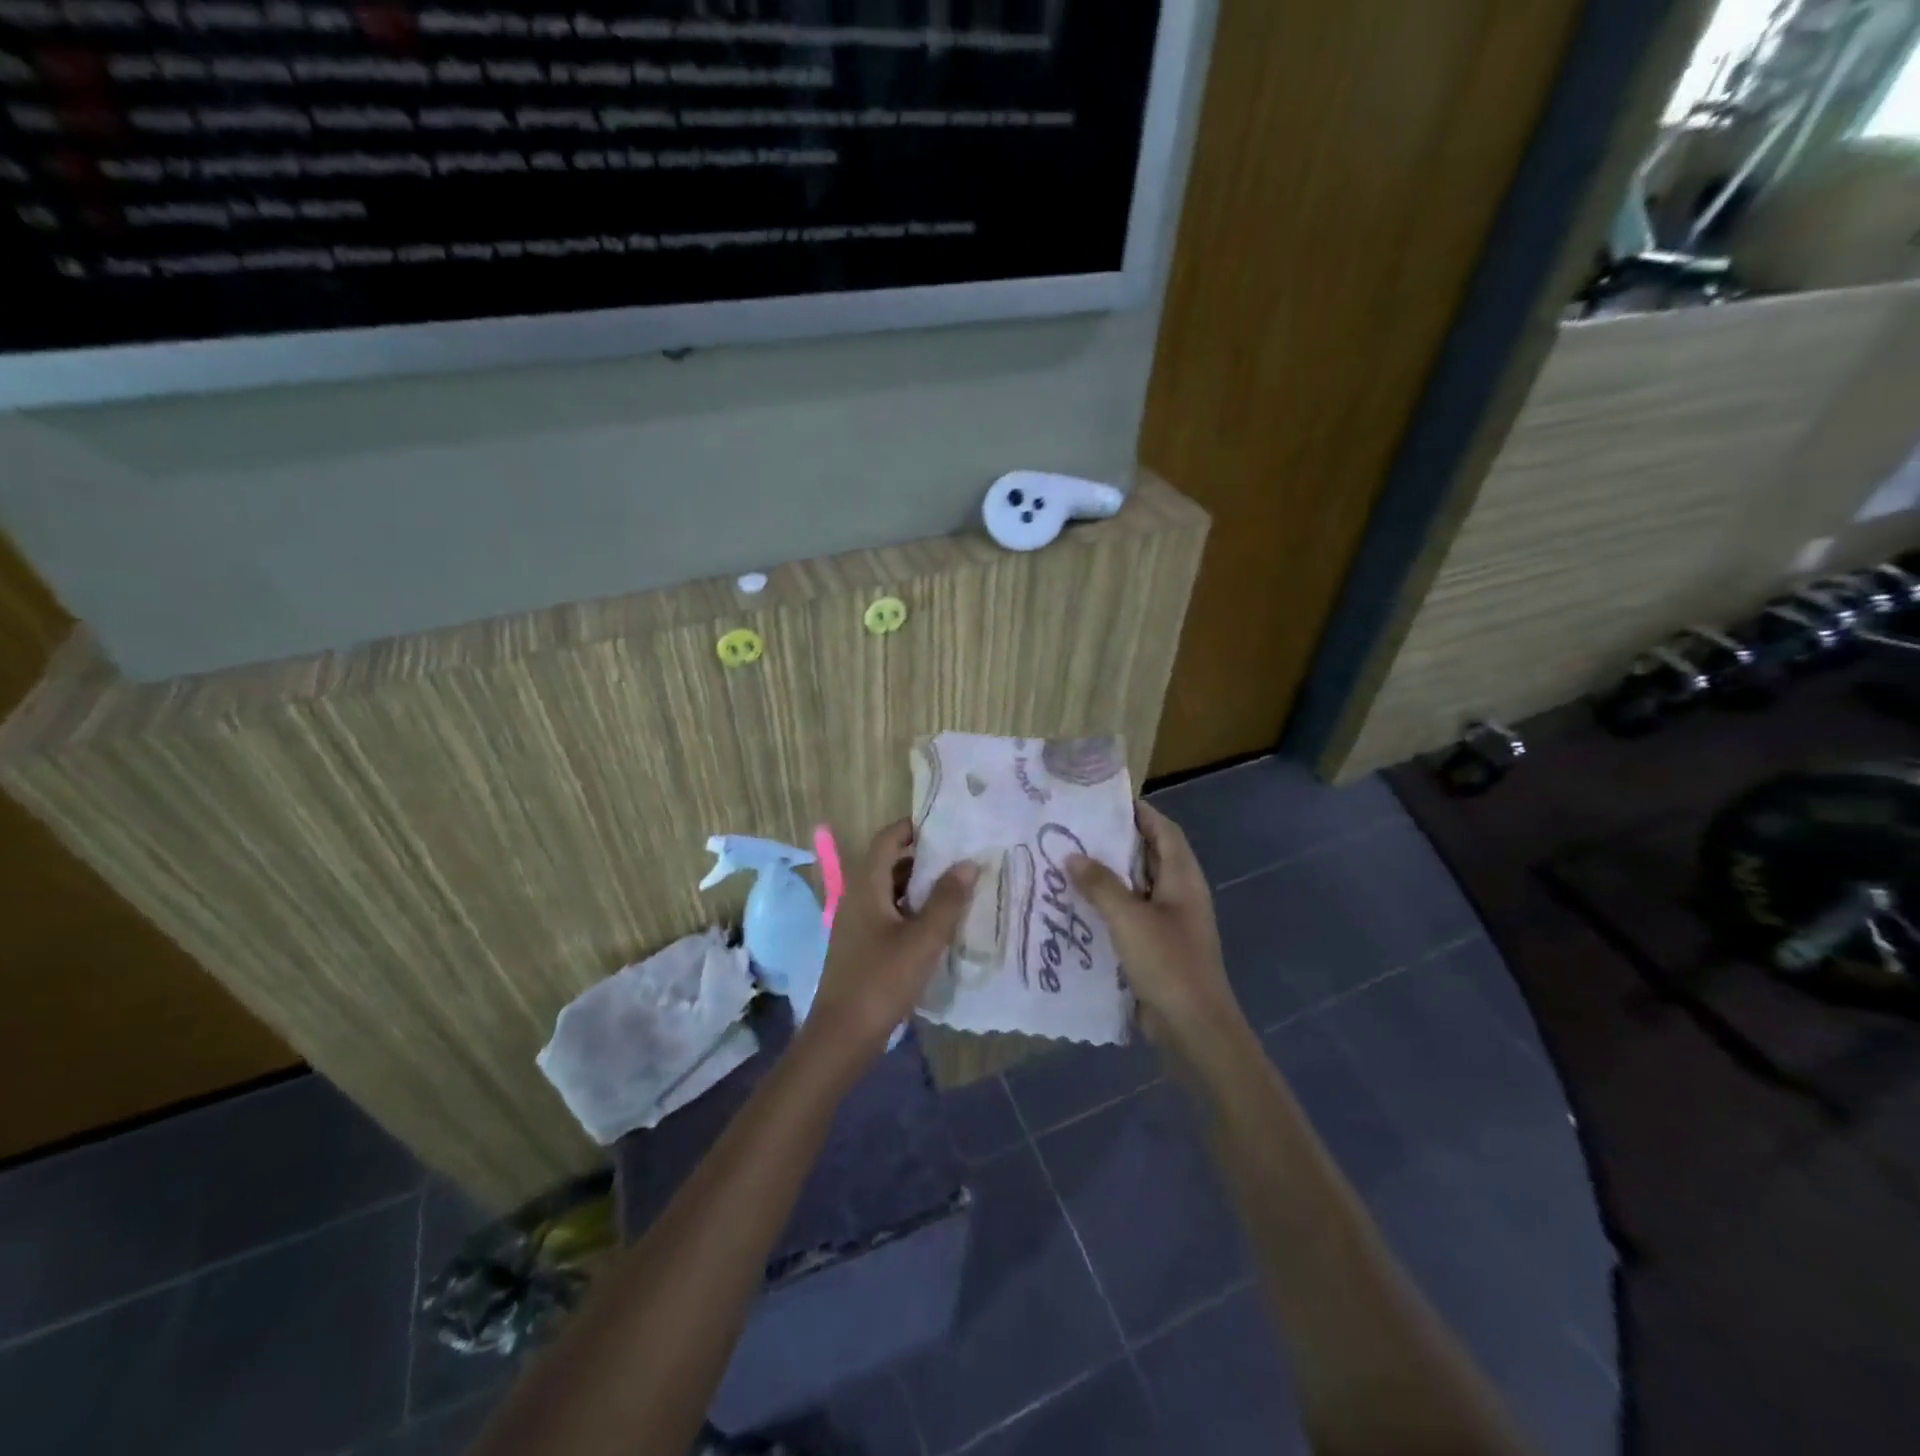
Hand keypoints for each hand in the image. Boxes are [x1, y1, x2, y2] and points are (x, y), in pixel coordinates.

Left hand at [801, 820, 977, 1076]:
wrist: (842, 1036)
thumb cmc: (882, 981)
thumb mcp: (923, 940)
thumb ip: (947, 900)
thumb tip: (968, 863)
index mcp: (866, 886)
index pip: (887, 839)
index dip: (914, 828)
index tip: (949, 827)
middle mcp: (857, 897)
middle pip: (889, 862)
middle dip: (923, 856)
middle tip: (962, 856)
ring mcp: (857, 923)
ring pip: (890, 889)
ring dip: (920, 885)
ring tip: (958, 886)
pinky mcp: (862, 945)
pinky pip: (889, 913)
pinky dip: (912, 909)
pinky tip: (939, 923)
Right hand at [1069, 802, 1246, 1050]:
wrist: (1193, 1028)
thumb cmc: (1167, 963)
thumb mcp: (1129, 918)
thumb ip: (1100, 884)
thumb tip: (1071, 855)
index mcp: (1182, 878)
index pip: (1163, 830)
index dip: (1139, 812)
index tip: (1103, 801)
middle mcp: (1179, 894)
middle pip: (1148, 856)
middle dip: (1115, 842)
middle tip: (1074, 831)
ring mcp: (1169, 922)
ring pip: (1136, 887)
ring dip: (1107, 876)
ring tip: (1067, 863)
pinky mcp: (1157, 947)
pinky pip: (1130, 915)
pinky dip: (1107, 906)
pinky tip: (1076, 907)